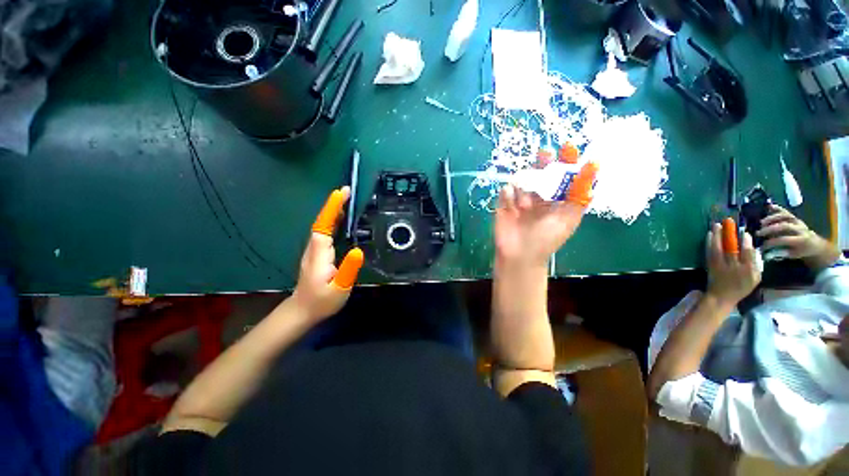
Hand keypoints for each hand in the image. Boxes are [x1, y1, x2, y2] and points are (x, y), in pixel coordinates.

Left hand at [292, 187, 363, 320]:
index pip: (324, 226)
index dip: (332, 209)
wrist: (302, 311)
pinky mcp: (317, 254)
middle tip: (347, 191)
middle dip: (333, 205)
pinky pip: (324, 232)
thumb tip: (359, 249)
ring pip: (323, 225)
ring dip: (333, 211)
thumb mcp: (340, 288)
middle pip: (323, 221)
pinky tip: (340, 220)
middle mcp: (314, 248)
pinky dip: (332, 221)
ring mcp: (314, 251)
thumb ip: (349, 269)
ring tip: (345, 200)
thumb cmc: (322, 301)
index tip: (341, 193)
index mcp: (320, 254)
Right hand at [494, 162, 597, 266]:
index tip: (568, 148)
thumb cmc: (546, 240)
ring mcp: (520, 199)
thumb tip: (593, 166)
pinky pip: (506, 191)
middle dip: (543, 163)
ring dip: (525, 186)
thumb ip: (580, 194)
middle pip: (541, 173)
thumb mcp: (569, 219)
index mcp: (556, 200)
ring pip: (522, 180)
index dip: (566, 161)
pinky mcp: (504, 204)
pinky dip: (509, 194)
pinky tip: (513, 206)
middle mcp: (539, 196)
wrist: (519, 256)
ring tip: (525, 204)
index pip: (562, 176)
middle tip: (545, 154)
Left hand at [706, 222, 760, 306]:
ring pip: (718, 249)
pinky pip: (709, 252)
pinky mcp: (710, 266)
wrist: (722, 296)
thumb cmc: (741, 287)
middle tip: (727, 222)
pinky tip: (709, 234)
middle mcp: (733, 268)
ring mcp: (720, 266)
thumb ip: (756, 264)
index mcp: (747, 271)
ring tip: (716, 225)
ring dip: (717, 235)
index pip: (747, 254)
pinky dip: (709, 243)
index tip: (745, 233)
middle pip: (731, 249)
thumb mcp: (755, 278)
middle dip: (729, 235)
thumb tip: (753, 248)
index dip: (746, 242)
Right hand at [757, 205, 840, 269]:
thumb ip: (782, 253)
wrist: (814, 244)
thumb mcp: (794, 255)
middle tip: (758, 233)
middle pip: (784, 226)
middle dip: (770, 229)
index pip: (784, 239)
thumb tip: (768, 252)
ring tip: (761, 223)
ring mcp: (798, 221)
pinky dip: (777, 208)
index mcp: (801, 240)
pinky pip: (786, 211)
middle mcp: (800, 229)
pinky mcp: (795, 217)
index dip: (772, 242)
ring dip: (771, 218)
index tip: (762, 246)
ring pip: (785, 217)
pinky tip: (769, 206)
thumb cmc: (802, 251)